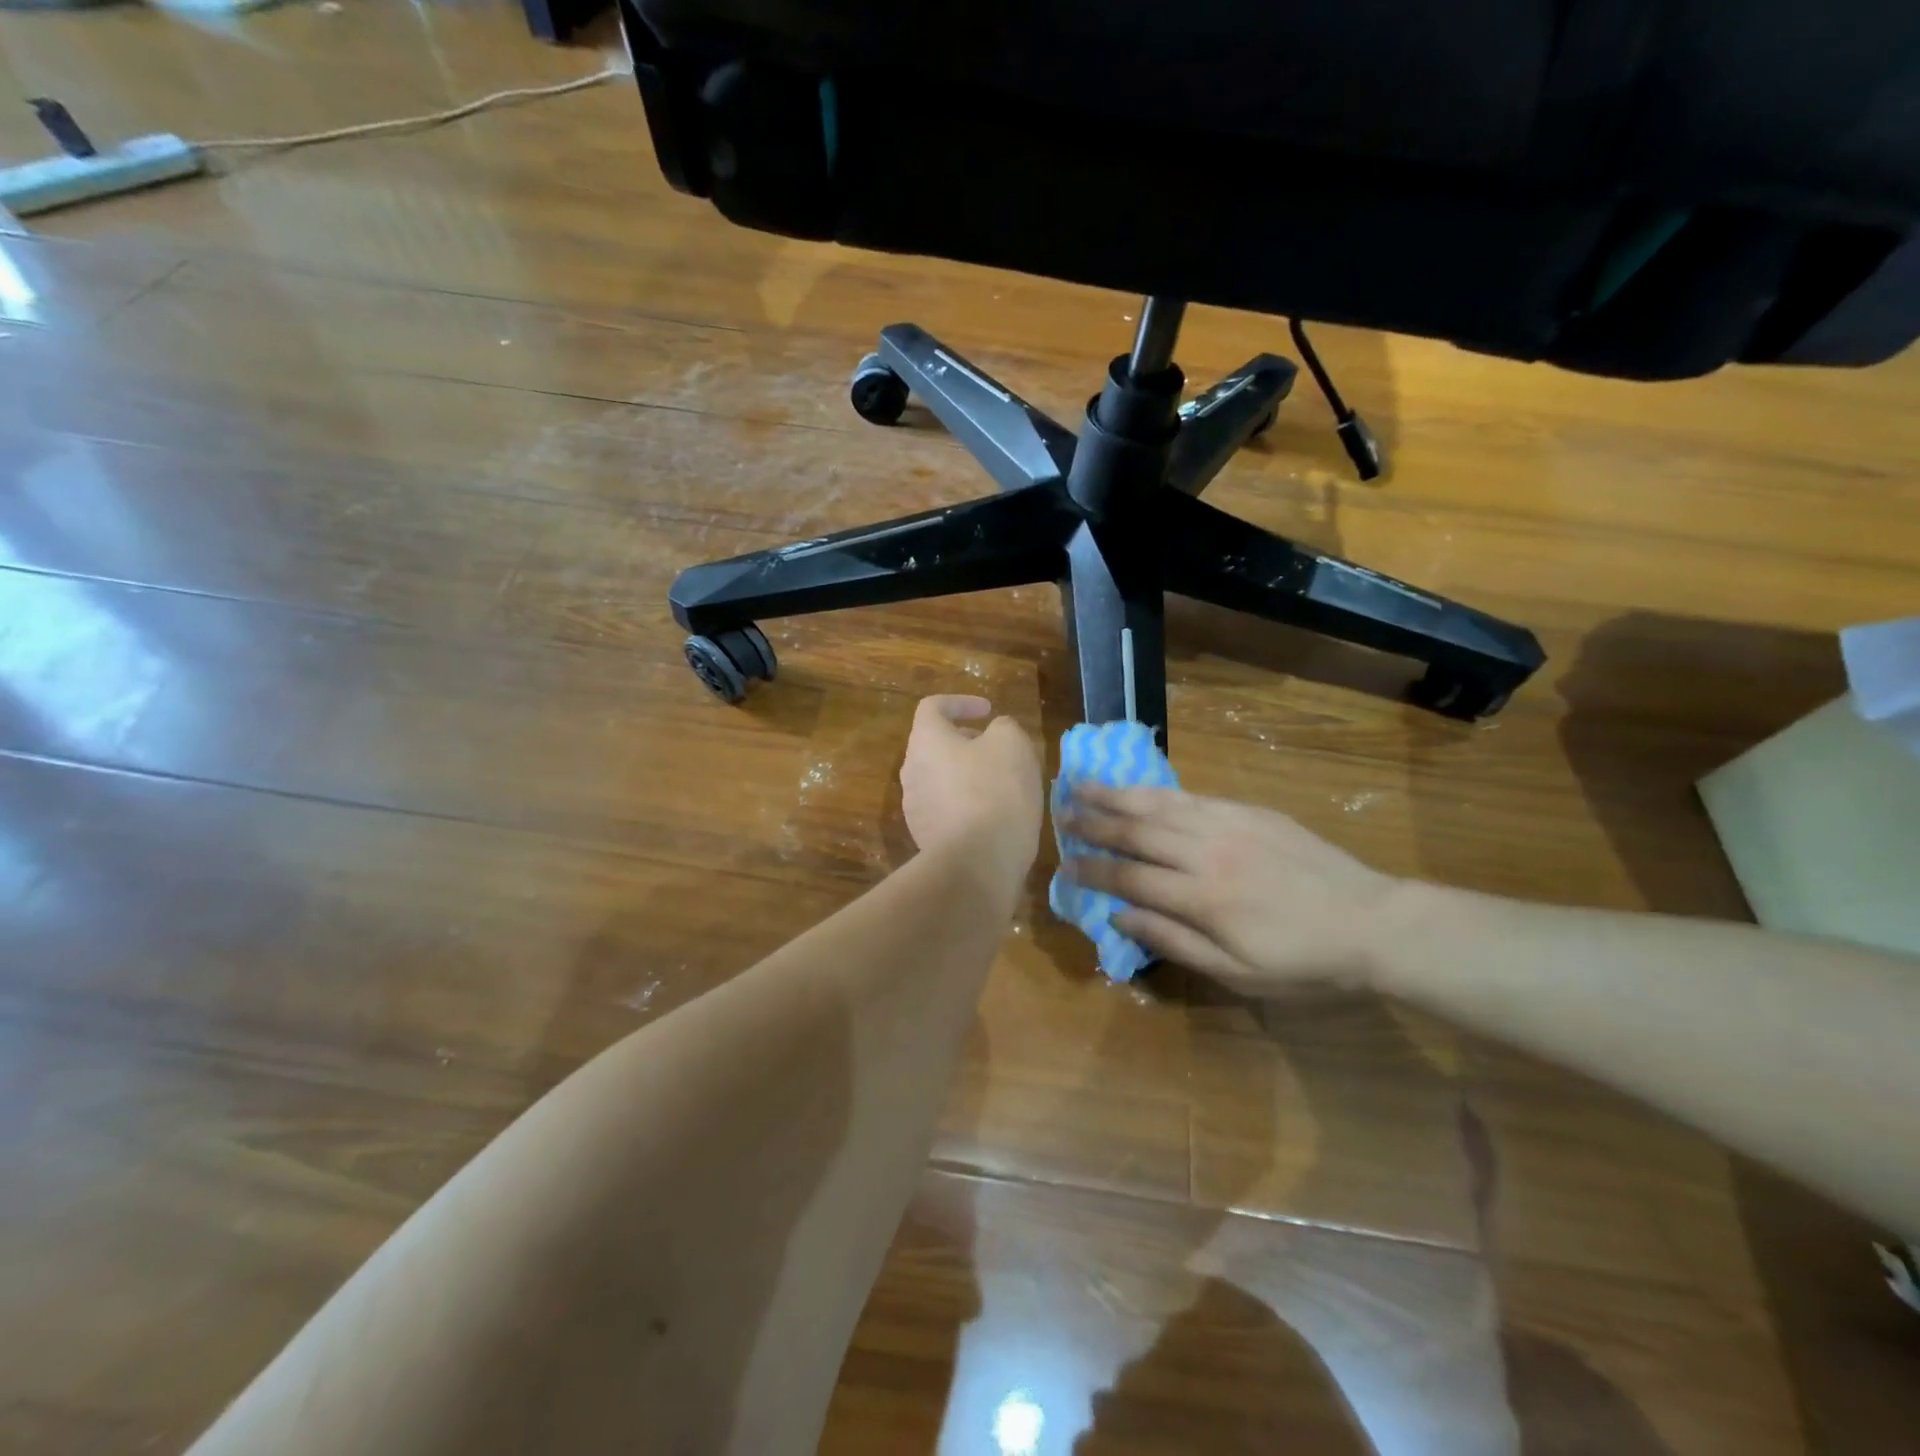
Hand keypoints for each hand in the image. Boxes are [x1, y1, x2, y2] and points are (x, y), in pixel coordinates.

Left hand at [901, 695, 1042, 882]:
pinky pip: (945, 809)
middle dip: (966, 741)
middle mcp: (911, 771)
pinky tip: (993, 816)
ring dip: (966, 774)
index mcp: (925, 741)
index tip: (988, 711)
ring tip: (1001, 784)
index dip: (960, 703)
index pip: (932, 707)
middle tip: (997, 749)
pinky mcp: (925, 838)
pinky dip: (966, 804)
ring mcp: (915, 808)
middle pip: (934, 745)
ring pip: (940, 778)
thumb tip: (995, 732)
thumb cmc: (995, 791)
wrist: (978, 862)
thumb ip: (1003, 727)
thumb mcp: (1012, 743)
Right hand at [1061, 785, 1404, 992]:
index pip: (1130, 878)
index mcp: (1202, 898)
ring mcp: (1228, 825)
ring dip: (1117, 795)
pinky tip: (1138, 786)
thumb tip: (1120, 916)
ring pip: (1159, 805)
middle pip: (1137, 832)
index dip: (1092, 871)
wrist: (1372, 922)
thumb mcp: (1238, 973)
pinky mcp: (1248, 811)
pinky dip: (1157, 791)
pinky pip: (1192, 796)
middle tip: (1060, 812)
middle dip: (1094, 822)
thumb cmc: (1303, 961)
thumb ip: (1174, 941)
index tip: (1064, 864)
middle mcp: (1206, 853)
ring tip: (1083, 784)